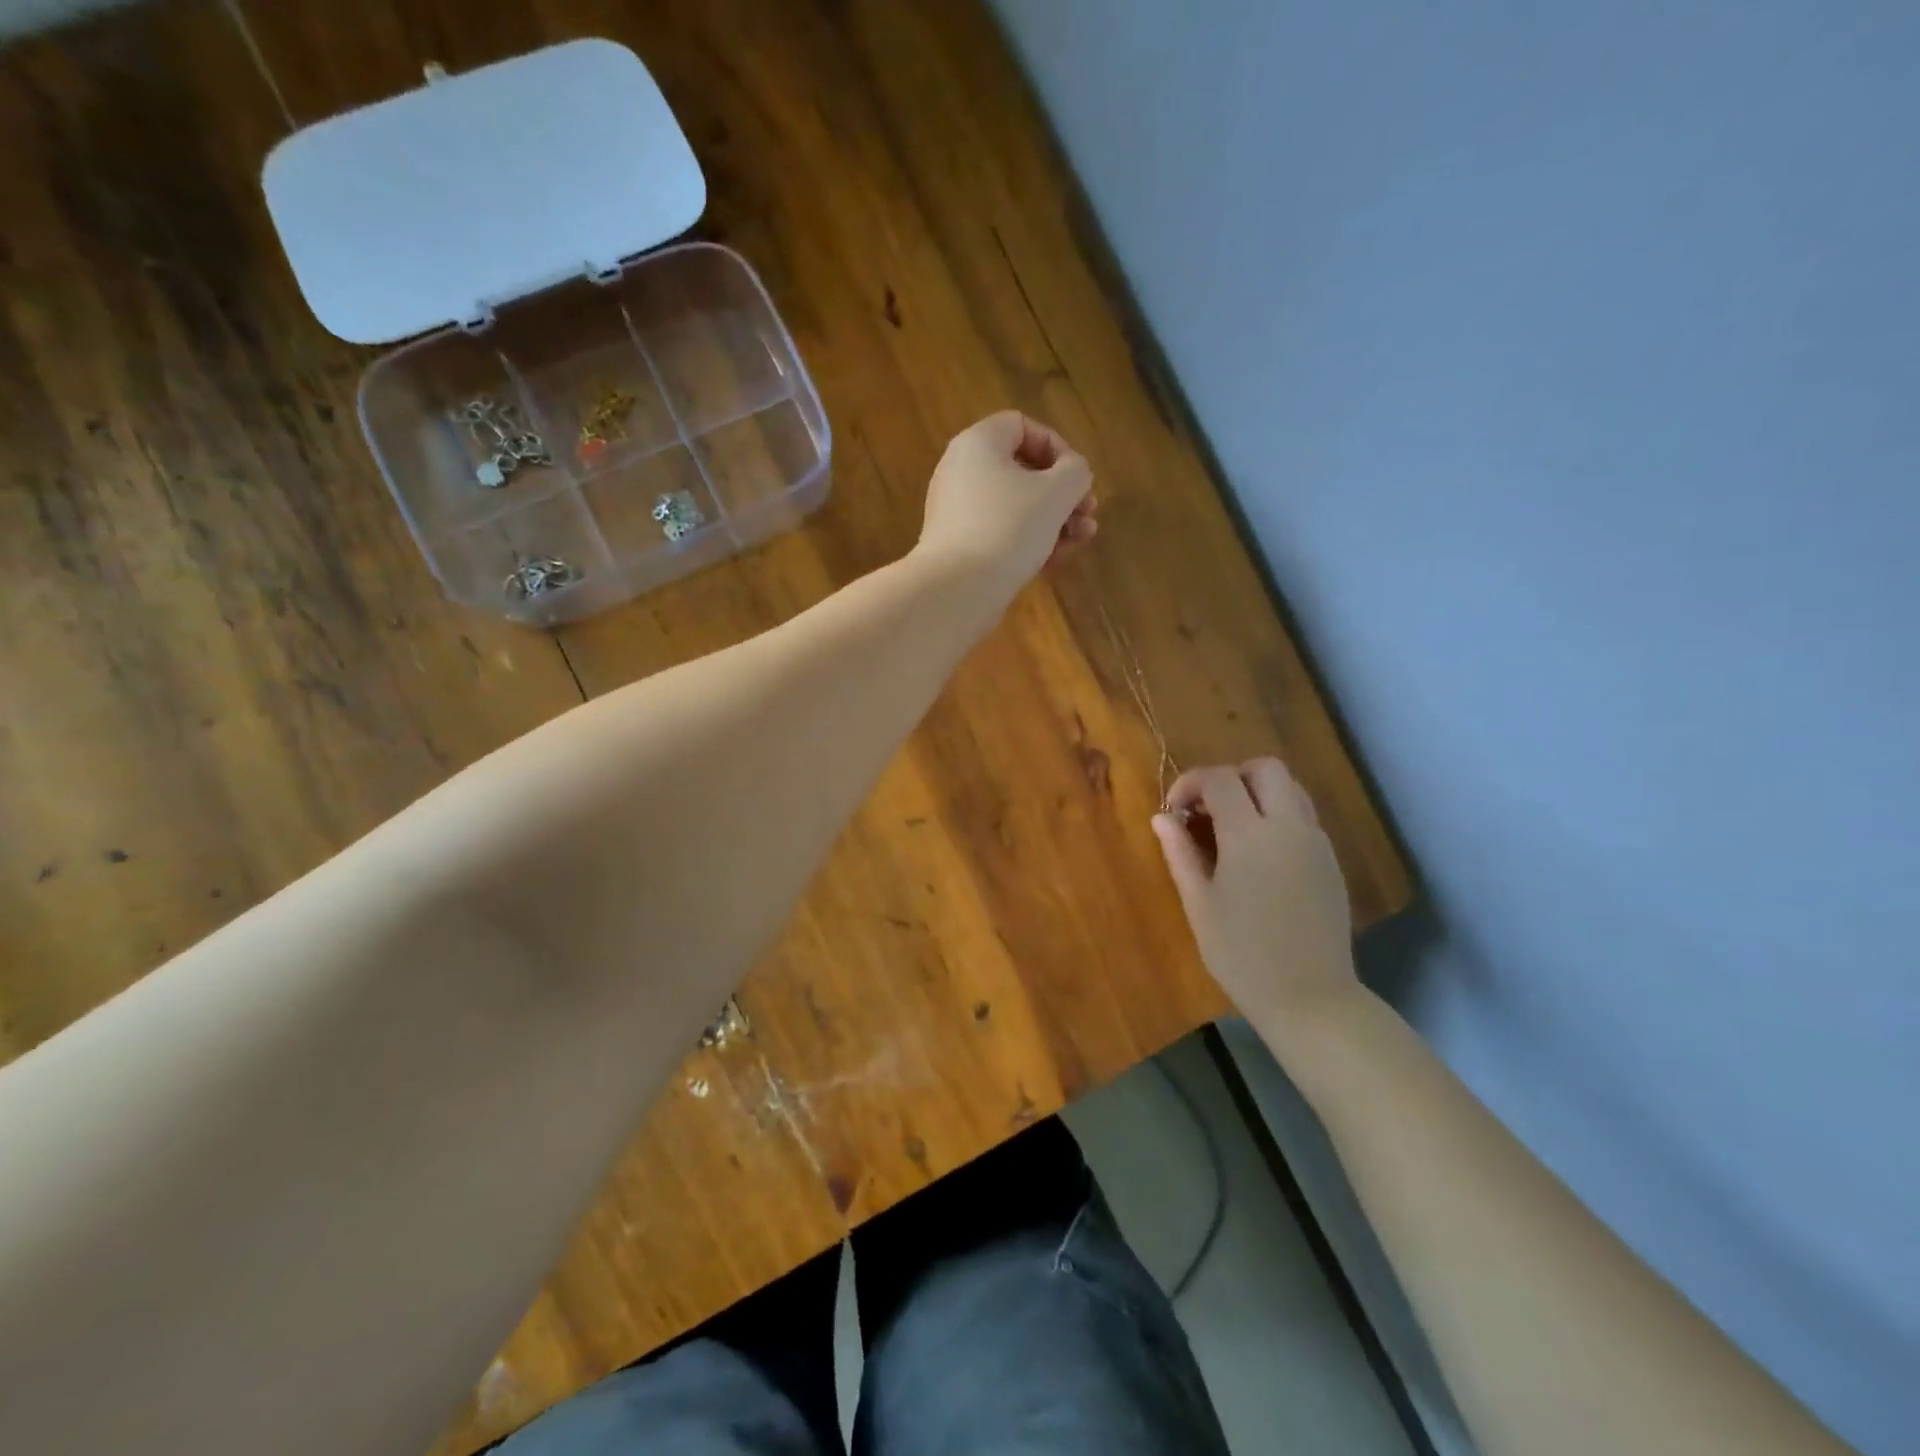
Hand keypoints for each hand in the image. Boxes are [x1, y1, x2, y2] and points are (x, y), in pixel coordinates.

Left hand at [915, 411, 1096, 591]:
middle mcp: (961, 471)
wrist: (958, 589)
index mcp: (977, 444)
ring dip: (1053, 520)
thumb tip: (1073, 474)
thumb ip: (1075, 472)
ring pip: (1014, 506)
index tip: (1077, 478)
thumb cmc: (1009, 527)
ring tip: (1081, 540)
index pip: (1021, 426)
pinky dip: (1027, 540)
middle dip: (1062, 493)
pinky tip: (1054, 560)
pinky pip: (1000, 533)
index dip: (1057, 447)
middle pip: (1021, 471)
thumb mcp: (1056, 492)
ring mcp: (957, 512)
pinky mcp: (959, 547)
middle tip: (1087, 514)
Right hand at [1152, 759, 1359, 1026]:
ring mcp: (1315, 842)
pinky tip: (1258, 851)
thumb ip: (1180, 853)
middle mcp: (1288, 827)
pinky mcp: (1330, 860)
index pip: (1220, 779)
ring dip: (1258, 792)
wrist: (1310, 997)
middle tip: (1207, 809)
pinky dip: (1277, 814)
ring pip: (1291, 787)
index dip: (1191, 783)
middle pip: (1265, 768)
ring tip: (1232, 826)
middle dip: (1230, 776)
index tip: (1174, 810)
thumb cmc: (1242, 955)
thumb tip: (1162, 818)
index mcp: (1249, 836)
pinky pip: (1303, 816)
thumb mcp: (1199, 904)